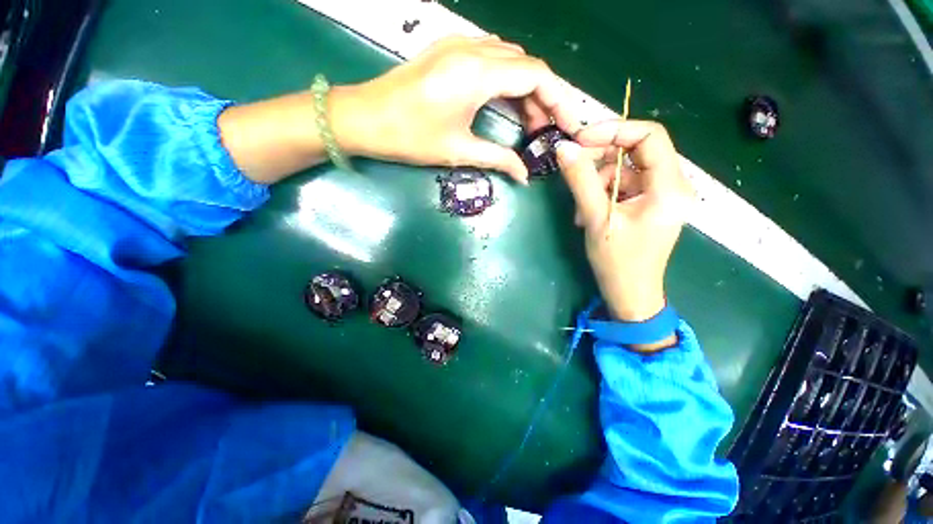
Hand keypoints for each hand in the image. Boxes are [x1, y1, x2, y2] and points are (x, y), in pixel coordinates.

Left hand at [329, 35, 579, 182]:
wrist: (364, 119)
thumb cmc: (410, 137)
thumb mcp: (459, 151)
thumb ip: (498, 158)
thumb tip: (524, 176)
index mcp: (478, 73)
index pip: (537, 75)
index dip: (559, 99)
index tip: (568, 125)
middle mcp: (473, 49)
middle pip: (526, 66)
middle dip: (543, 98)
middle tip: (544, 132)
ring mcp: (459, 46)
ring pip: (510, 61)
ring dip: (525, 89)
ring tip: (529, 123)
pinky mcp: (449, 51)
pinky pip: (491, 59)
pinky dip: (506, 81)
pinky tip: (506, 104)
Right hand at [555, 120, 692, 329]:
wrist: (629, 294)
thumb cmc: (617, 261)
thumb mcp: (596, 218)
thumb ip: (581, 181)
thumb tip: (564, 148)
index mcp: (669, 187)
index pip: (649, 136)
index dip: (614, 131)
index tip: (581, 139)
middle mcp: (672, 185)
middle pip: (637, 151)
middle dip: (602, 157)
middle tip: (573, 166)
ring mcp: (660, 195)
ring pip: (626, 170)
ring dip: (598, 182)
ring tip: (581, 208)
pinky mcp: (648, 205)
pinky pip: (623, 186)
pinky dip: (602, 193)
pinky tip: (588, 214)